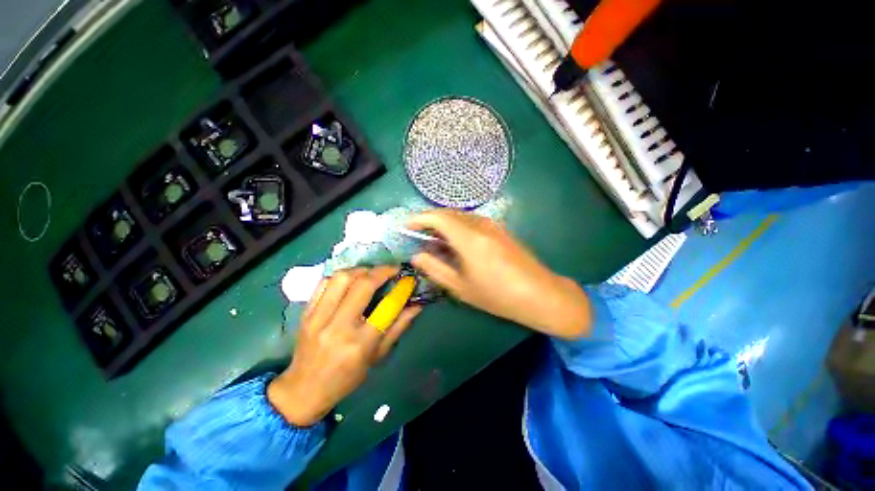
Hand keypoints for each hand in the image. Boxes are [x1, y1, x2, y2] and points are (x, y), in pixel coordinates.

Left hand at [267, 267, 420, 426]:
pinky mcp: (305, 312)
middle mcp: (338, 326)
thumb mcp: (378, 355)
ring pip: (341, 278)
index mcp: (360, 343)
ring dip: (361, 270)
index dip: (401, 289)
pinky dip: (341, 276)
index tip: (408, 279)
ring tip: (371, 273)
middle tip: (392, 269)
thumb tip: (417, 305)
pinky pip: (324, 283)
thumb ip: (399, 327)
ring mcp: (318, 317)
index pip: (386, 306)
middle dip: (382, 271)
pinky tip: (351, 280)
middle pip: (362, 285)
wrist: (304, 389)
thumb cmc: (347, 377)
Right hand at [408, 210, 590, 339]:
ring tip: (435, 241)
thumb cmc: (498, 295)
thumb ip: (435, 269)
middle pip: (448, 212)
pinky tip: (455, 243)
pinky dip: (457, 227)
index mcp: (469, 238)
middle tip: (418, 236)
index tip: (406, 226)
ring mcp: (492, 225)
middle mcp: (480, 224)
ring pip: (460, 216)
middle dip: (429, 220)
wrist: (540, 294)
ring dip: (444, 224)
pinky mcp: (500, 229)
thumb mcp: (461, 287)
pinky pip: (472, 221)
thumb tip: (417, 255)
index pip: (438, 217)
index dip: (418, 218)